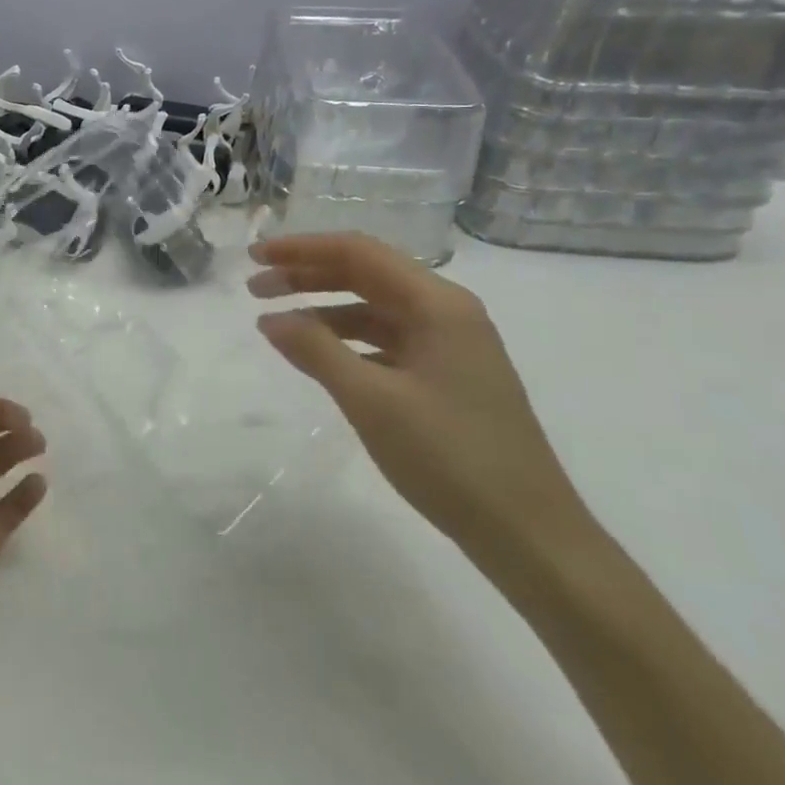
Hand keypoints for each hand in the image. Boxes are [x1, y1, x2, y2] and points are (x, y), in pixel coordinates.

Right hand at [248, 232, 589, 565]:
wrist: (530, 536)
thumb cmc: (450, 457)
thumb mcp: (371, 400)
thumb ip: (316, 350)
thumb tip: (270, 319)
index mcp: (438, 304)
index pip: (359, 252)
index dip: (301, 249)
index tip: (255, 257)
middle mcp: (447, 313)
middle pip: (366, 274)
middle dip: (307, 275)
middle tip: (254, 288)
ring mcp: (449, 346)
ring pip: (374, 308)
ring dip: (322, 308)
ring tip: (275, 323)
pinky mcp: (446, 377)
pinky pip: (385, 341)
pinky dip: (345, 340)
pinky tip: (317, 357)